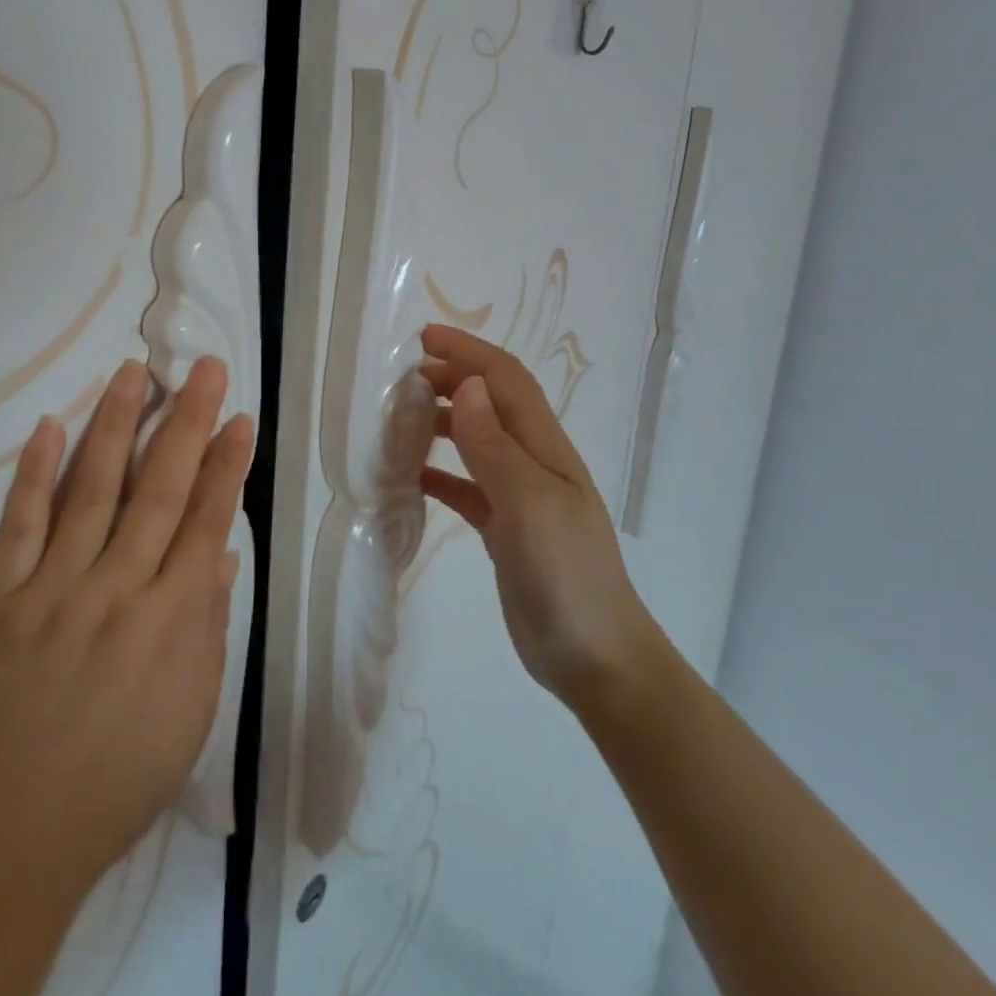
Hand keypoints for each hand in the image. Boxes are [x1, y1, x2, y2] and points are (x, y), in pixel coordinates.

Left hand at [0, 355, 253, 903]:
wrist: (16, 833)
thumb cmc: (122, 776)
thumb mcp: (192, 710)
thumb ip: (207, 624)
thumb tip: (219, 551)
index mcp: (169, 620)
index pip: (206, 522)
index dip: (226, 465)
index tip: (240, 418)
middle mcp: (115, 590)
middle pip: (158, 490)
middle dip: (187, 424)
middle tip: (205, 369)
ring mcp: (52, 589)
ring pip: (91, 491)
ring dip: (115, 427)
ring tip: (134, 374)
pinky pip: (17, 526)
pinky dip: (34, 474)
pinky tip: (48, 427)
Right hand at [419, 324, 658, 711]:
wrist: (596, 658)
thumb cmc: (566, 575)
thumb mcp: (529, 504)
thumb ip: (495, 445)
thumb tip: (464, 387)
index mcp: (545, 447)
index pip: (505, 380)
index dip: (467, 351)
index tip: (423, 337)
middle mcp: (534, 461)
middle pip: (490, 402)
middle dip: (450, 378)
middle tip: (400, 379)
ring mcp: (520, 495)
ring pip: (477, 440)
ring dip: (442, 420)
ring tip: (399, 419)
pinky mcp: (506, 527)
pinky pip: (467, 484)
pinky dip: (439, 471)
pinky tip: (411, 476)